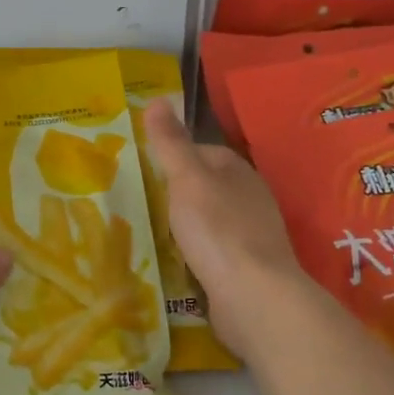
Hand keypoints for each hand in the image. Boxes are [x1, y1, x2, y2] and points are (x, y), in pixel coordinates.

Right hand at [143, 99, 300, 358]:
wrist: (252, 296)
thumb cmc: (217, 228)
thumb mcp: (186, 178)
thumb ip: (171, 142)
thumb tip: (158, 99)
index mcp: (238, 171)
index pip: (203, 152)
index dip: (175, 157)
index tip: (144, 168)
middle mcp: (250, 199)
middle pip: (207, 188)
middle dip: (178, 194)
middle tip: (141, 203)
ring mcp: (251, 236)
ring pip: (210, 222)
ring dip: (185, 227)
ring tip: (151, 233)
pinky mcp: (246, 269)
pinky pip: (213, 253)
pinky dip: (195, 255)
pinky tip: (175, 264)